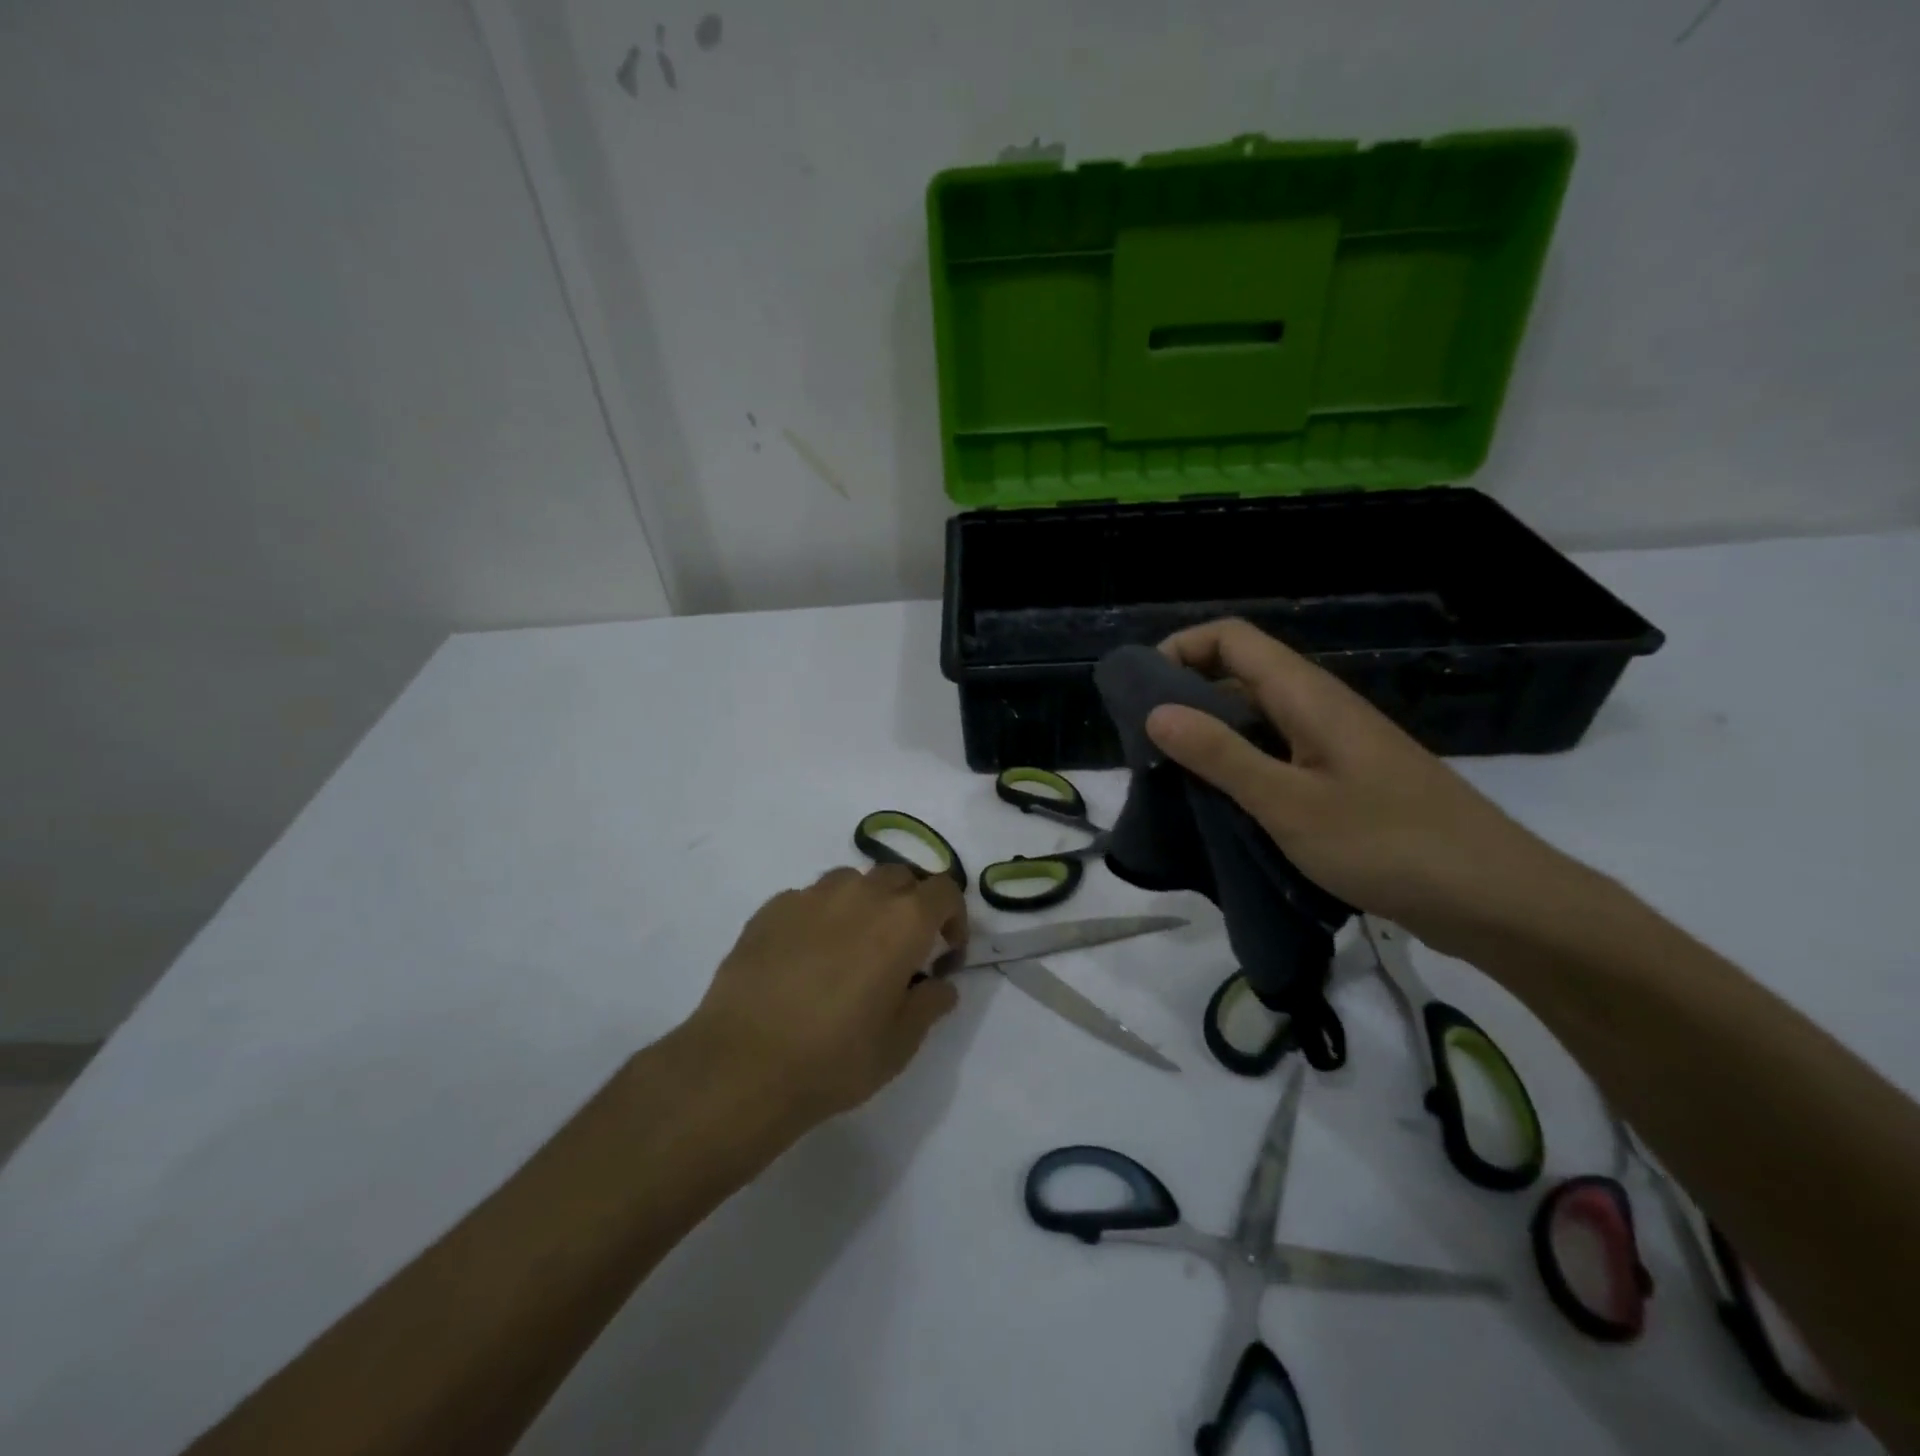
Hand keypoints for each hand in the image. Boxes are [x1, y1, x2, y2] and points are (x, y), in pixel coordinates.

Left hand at [689, 864, 966, 1125]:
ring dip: (865, 904)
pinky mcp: (772, 908)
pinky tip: (806, 957)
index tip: (945, 952)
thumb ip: (929, 1005)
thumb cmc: (834, 1058)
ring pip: (852, 881)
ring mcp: (811, 896)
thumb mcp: (899, 1045)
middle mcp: (861, 894)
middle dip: (910, 904)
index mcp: (902, 921)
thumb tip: (940, 984)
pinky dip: (822, 917)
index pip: (944, 891)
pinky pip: (809, 899)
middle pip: (899, 876)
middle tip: (902, 948)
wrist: (742, 1065)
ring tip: (852, 947)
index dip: (954, 917)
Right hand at [1144, 619, 1578, 955]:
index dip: (1181, 649)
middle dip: (1185, 695)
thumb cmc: (1388, 845)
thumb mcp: (1288, 803)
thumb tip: (1155, 711)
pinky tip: (1222, 805)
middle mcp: (1320, 708)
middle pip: (1241, 673)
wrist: (1496, 900)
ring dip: (1210, 735)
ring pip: (1258, 718)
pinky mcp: (1344, 780)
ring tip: (1172, 776)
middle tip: (1146, 744)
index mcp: (1308, 696)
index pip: (1233, 638)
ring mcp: (1335, 745)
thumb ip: (1220, 755)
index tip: (1140, 693)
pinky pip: (1278, 754)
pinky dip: (1240, 767)